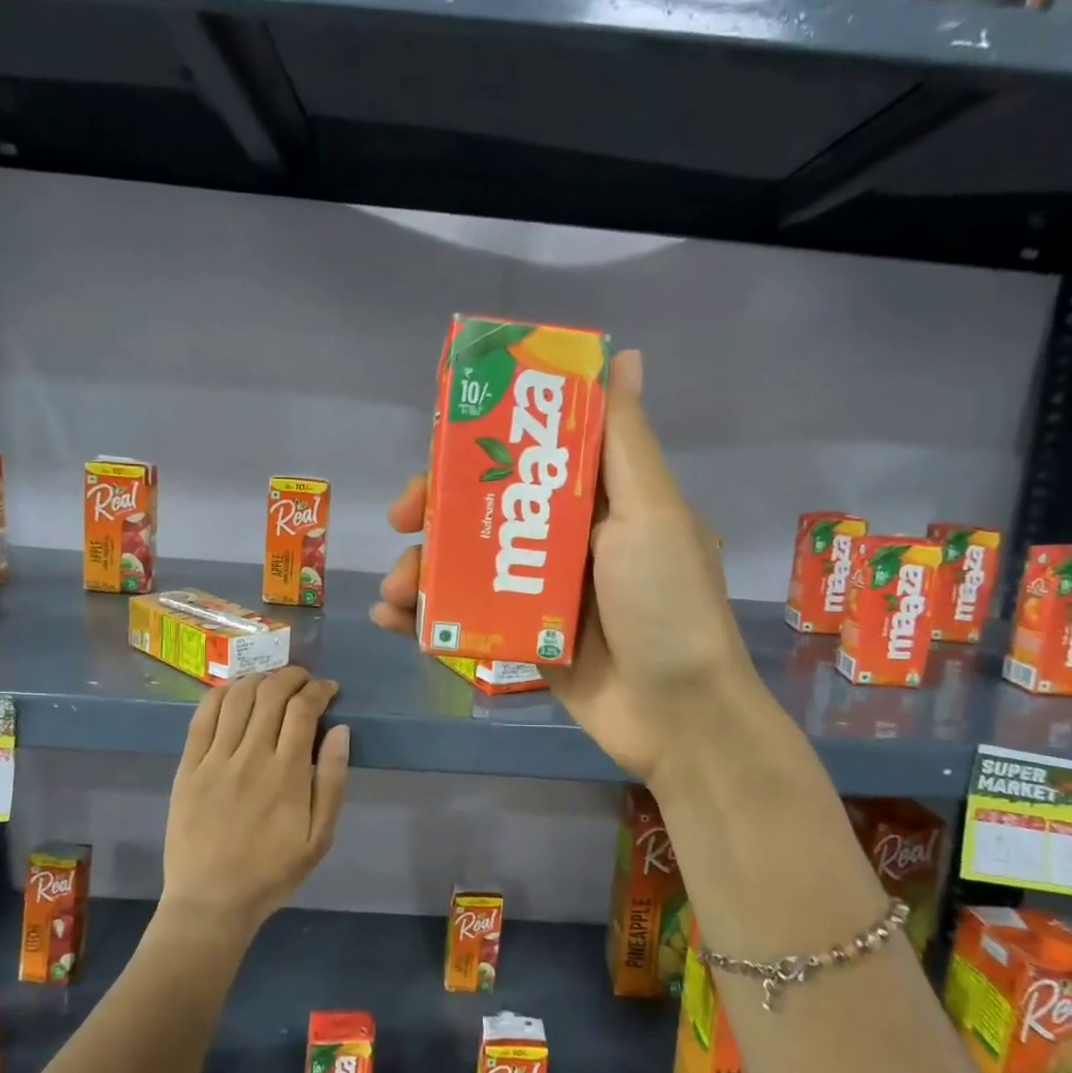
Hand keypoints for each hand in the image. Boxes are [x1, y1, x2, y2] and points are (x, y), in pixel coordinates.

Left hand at [162, 668, 350, 932]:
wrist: (210, 902)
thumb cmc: (272, 872)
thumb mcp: (320, 837)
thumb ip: (333, 780)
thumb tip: (341, 730)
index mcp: (287, 774)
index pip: (304, 709)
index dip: (319, 689)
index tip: (328, 689)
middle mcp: (251, 756)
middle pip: (271, 693)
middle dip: (292, 676)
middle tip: (303, 680)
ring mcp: (215, 759)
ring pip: (237, 697)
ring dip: (259, 679)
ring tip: (271, 683)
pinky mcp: (188, 767)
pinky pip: (202, 717)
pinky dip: (221, 694)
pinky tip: (233, 692)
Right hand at [370, 349, 755, 779]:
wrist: (678, 717)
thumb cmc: (666, 603)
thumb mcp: (650, 512)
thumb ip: (623, 438)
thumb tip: (621, 355)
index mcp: (599, 498)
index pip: (528, 453)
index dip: (479, 443)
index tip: (437, 445)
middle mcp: (568, 538)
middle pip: (486, 507)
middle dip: (437, 510)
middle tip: (402, 519)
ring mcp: (542, 591)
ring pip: (468, 563)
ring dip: (423, 568)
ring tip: (396, 590)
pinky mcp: (525, 637)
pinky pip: (468, 616)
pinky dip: (428, 617)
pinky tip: (393, 620)